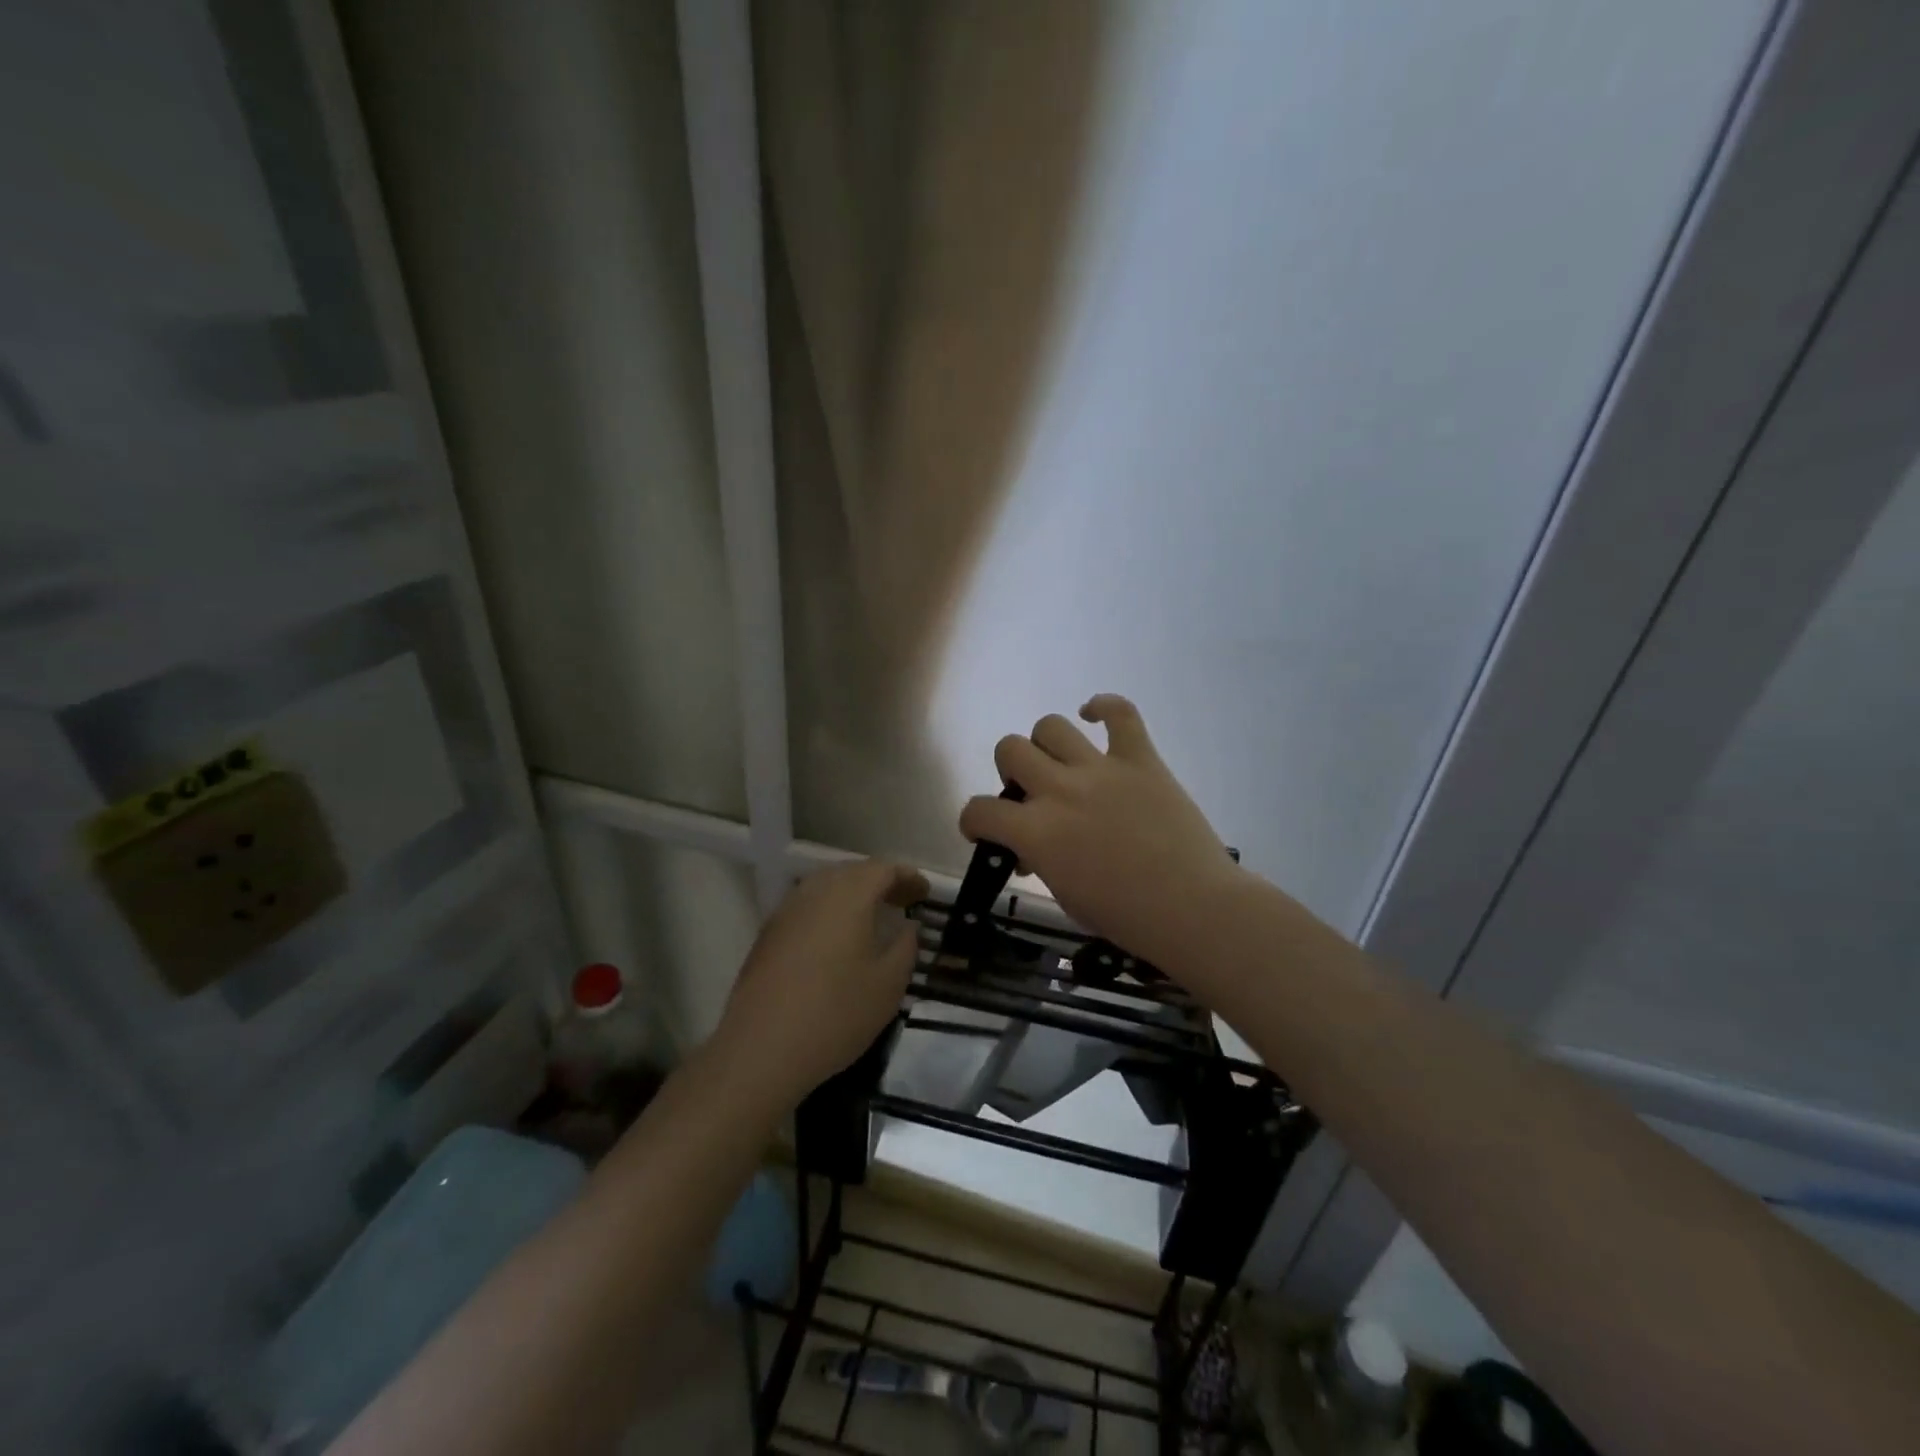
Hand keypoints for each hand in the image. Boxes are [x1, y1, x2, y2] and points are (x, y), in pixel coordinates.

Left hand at [713, 859, 929, 1104]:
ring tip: (872, 919)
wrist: (761, 1049)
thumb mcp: (888, 984)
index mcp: (848, 895)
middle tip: (903, 902)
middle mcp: (815, 892)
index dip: (908, 877)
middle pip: (852, 872)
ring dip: (852, 895)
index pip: (883, 869)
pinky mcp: (768, 934)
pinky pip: (807, 908)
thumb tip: (907, 926)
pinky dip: (829, 912)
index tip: (925, 893)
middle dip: (880, 882)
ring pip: (826, 888)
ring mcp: (786, 911)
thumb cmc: (836, 1013)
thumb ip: (905, 946)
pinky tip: (837, 940)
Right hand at [958, 695, 1242, 964]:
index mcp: (1036, 832)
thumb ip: (1041, 861)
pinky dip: (1104, 706)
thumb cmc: (1126, 918)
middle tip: (1030, 792)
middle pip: (1009, 749)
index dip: (974, 820)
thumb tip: (1033, 848)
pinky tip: (1095, 715)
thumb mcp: (1065, 896)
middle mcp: (1059, 790)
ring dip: (1046, 744)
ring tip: (1060, 763)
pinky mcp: (1140, 759)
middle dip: (1010, 771)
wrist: (1193, 909)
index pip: (979, 809)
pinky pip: (1120, 712)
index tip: (985, 829)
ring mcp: (1100, 769)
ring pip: (1050, 725)